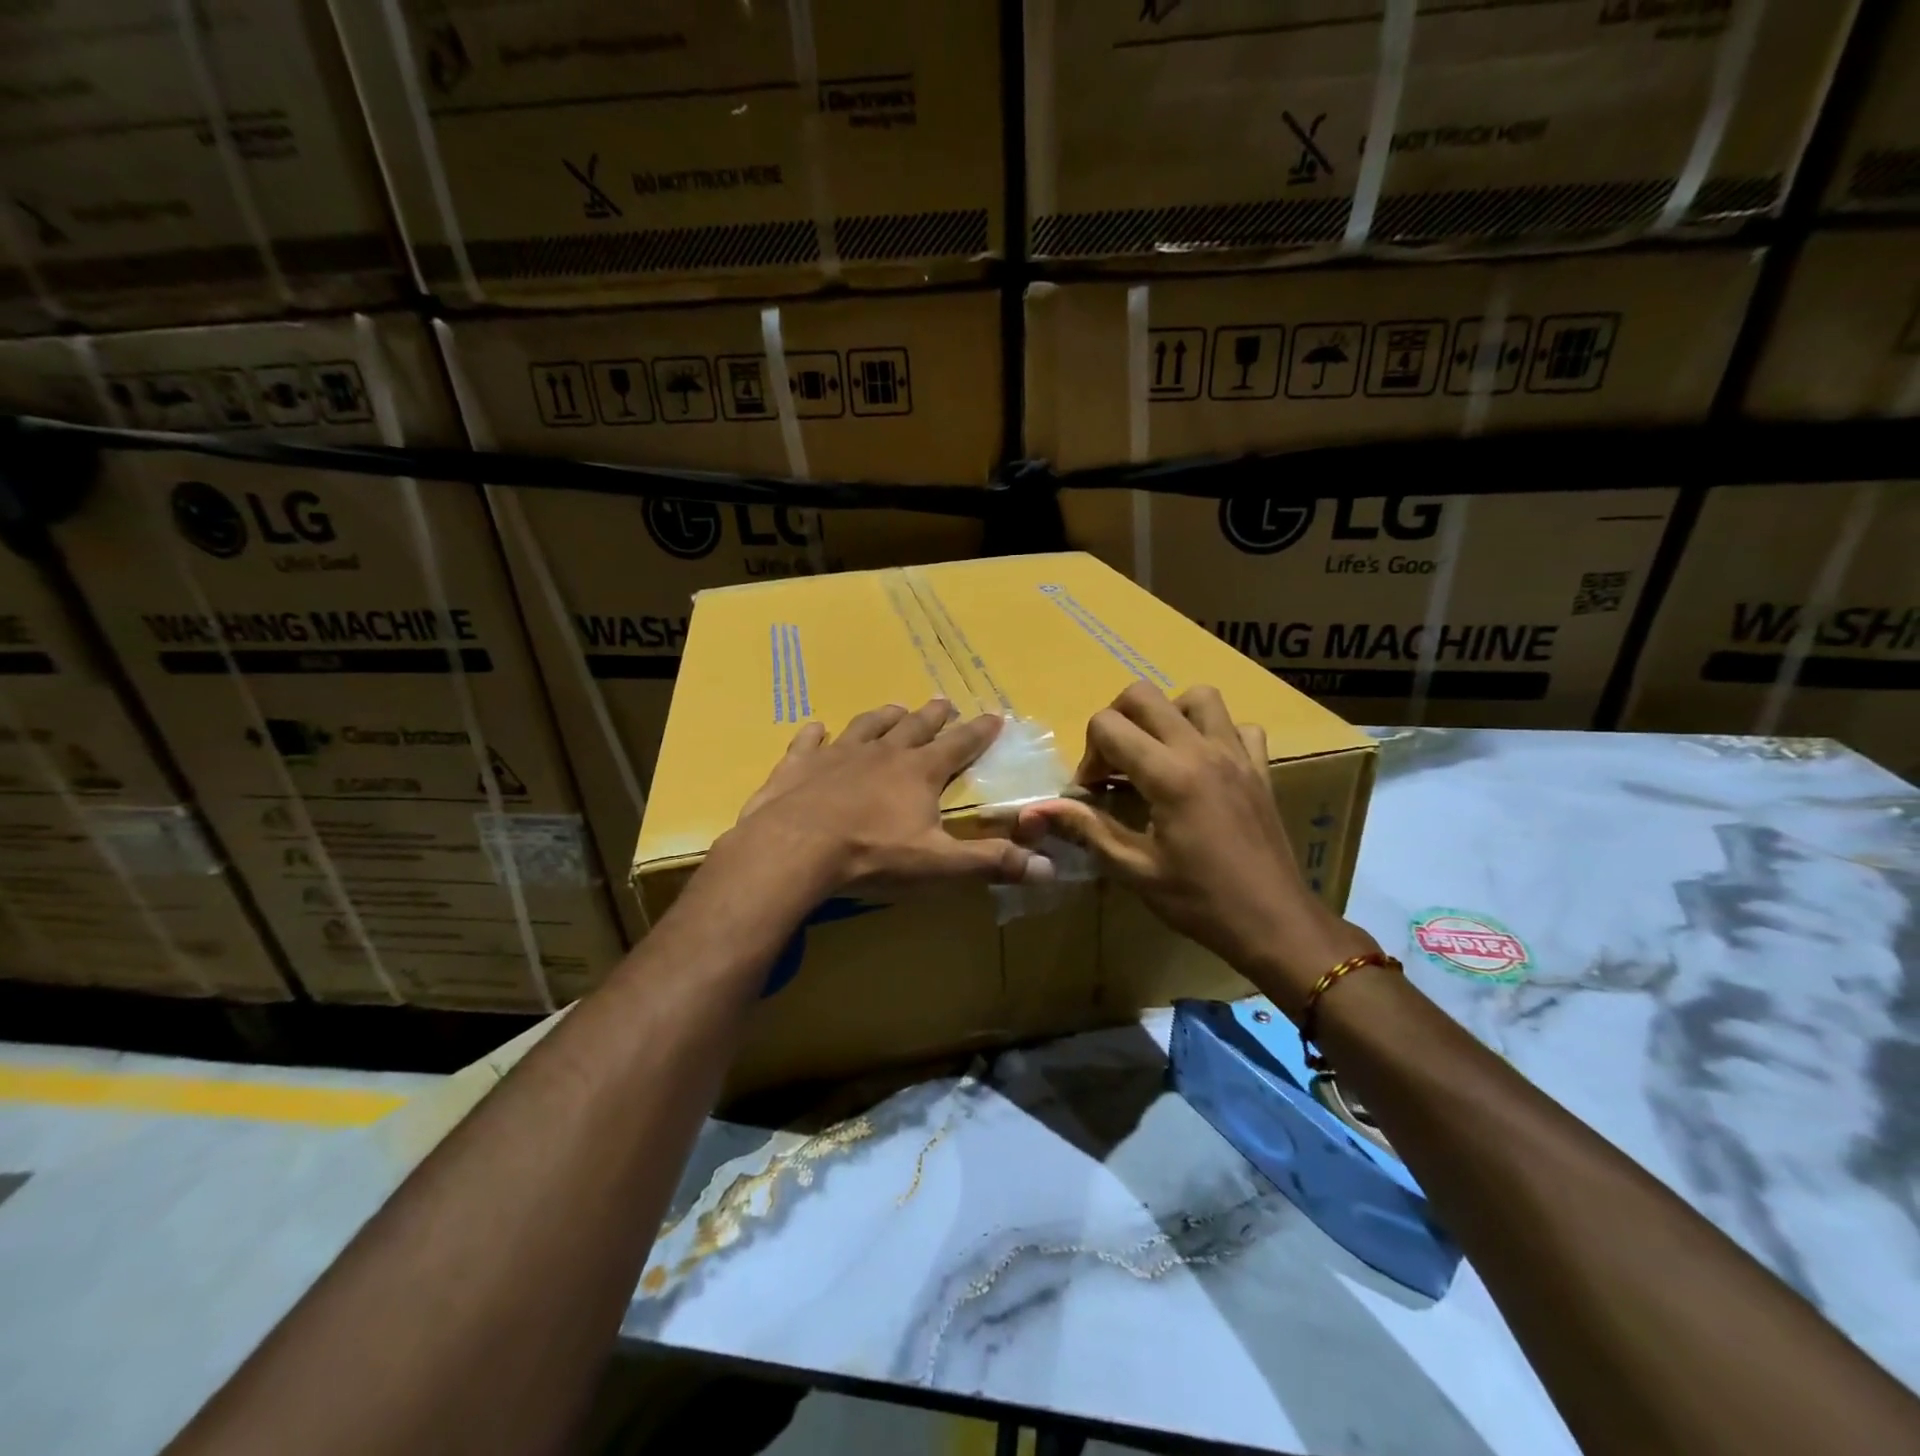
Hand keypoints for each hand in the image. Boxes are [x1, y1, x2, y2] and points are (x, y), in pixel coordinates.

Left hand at [725, 699, 1054, 896]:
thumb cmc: (873, 855)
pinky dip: (815, 734)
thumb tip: (1049, 868)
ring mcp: (837, 754)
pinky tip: (816, 728)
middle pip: (914, 726)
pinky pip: (809, 741)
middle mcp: (882, 752)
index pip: (959, 745)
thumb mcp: (939, 864)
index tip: (994, 715)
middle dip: (934, 715)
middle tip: (944, 702)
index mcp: (919, 772)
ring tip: (894, 708)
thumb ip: (991, 863)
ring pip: (866, 726)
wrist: (795, 848)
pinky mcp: (798, 764)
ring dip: (883, 716)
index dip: (979, 732)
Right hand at [1015, 682, 1373, 1011]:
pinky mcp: (1260, 768)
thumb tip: (1038, 809)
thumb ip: (1087, 829)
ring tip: (1157, 752)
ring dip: (1168, 714)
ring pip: (1197, 697)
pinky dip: (1216, 733)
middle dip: (1116, 720)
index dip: (1089, 755)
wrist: (1274, 922)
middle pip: (1144, 694)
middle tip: (1115, 763)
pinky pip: (1239, 726)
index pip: (1108, 725)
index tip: (1093, 791)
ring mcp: (1237, 755)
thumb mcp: (1135, 870)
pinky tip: (1204, 765)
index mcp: (1169, 775)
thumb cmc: (1199, 901)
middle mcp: (1202, 751)